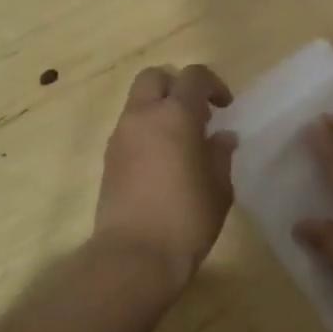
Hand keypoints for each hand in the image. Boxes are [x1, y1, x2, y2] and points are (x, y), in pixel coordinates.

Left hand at [93, 65, 236, 290]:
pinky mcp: (108, 158)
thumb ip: (220, 154)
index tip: (225, 108)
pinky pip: (129, 128)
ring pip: (138, 102)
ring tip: (181, 141)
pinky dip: (146, 130)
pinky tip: (162, 161)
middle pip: (155, 77)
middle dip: (177, 86)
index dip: (212, 84)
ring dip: (159, 109)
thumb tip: (221, 137)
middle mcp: (143, 116)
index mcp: (175, 115)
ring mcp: (120, 136)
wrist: (134, 255)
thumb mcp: (218, 187)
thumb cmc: (187, 218)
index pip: (193, 76)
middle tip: (197, 114)